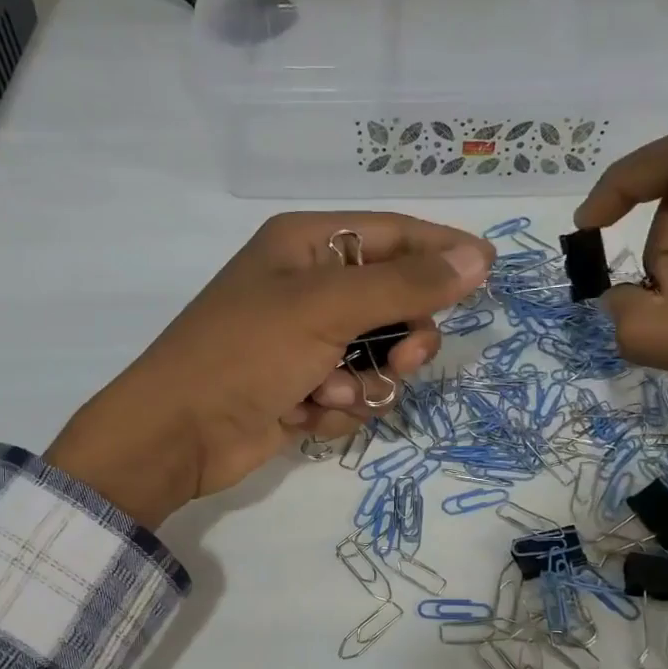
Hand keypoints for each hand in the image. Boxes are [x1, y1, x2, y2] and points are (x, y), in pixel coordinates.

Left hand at [46, 212, 493, 525]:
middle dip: (402, 335)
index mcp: (307, 245)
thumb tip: (478, 257)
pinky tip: (309, 414)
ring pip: (379, 355)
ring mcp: (306, 342)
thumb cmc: (245, 354)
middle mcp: (309, 287)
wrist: (179, 434)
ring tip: (332, 393)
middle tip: (403, 357)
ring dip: (367, 380)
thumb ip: (405, 285)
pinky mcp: (303, 388)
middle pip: (394, 301)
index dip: (441, 250)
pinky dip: (340, 406)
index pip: (394, 234)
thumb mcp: (326, 308)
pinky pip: (354, 392)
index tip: (488, 270)